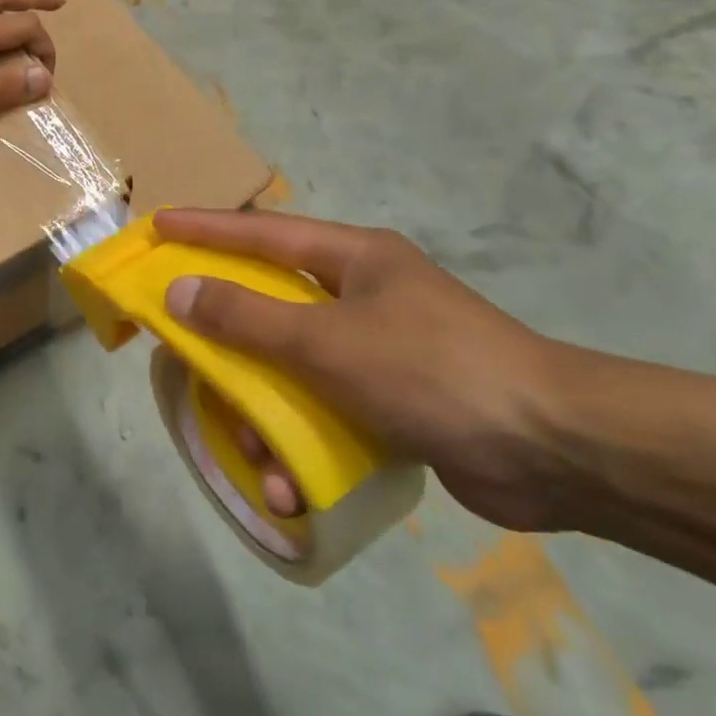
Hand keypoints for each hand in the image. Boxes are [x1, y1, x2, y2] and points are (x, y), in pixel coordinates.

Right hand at [154, 209, 576, 531]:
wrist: (558, 451)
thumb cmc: (432, 369)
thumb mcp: (327, 340)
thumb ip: (247, 317)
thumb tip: (179, 292)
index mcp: (352, 258)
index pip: (262, 232)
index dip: (205, 229)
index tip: (157, 228)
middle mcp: (361, 295)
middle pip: (271, 305)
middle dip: (229, 342)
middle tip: (188, 357)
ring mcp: (378, 349)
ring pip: (293, 368)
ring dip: (265, 414)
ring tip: (257, 457)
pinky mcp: (392, 401)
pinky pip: (324, 410)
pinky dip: (302, 444)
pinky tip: (293, 487)